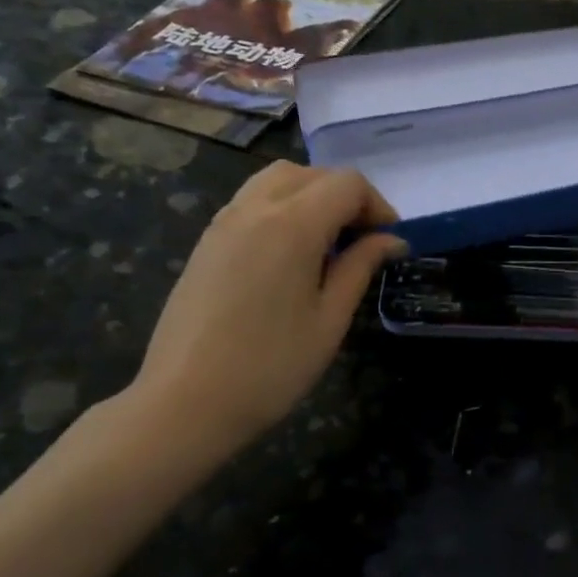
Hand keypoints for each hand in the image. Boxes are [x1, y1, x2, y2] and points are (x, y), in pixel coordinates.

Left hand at [129, 162, 404, 451]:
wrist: (186, 401)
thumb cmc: (271, 367)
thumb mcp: (330, 320)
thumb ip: (360, 267)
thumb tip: (391, 240)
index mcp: (292, 224)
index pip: (347, 184)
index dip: (377, 206)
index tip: (390, 242)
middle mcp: (255, 208)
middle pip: (312, 174)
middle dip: (346, 197)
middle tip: (363, 242)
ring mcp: (223, 222)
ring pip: (277, 181)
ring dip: (312, 198)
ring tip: (328, 244)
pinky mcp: (206, 241)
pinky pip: (251, 202)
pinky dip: (282, 209)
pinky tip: (290, 255)